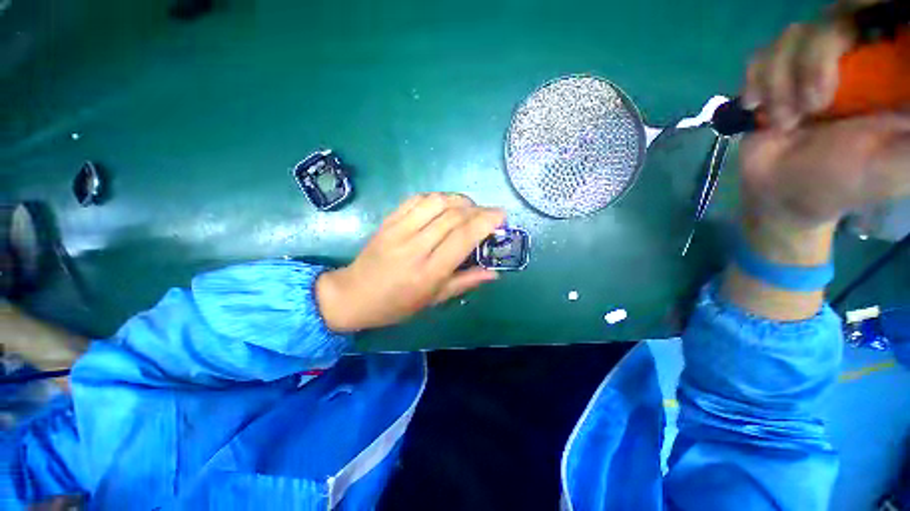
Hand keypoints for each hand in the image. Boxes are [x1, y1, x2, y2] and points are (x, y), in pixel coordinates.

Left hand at [315, 193, 504, 331]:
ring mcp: (399, 230)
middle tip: (488, 214)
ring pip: (436, 201)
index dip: (486, 221)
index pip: (463, 237)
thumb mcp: (434, 299)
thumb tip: (494, 273)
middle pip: (453, 216)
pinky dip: (437, 197)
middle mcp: (416, 246)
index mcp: (429, 271)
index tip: (501, 215)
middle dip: (478, 209)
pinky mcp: (389, 220)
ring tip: (468, 208)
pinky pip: (417, 199)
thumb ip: (465, 282)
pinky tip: (445, 204)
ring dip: (459, 199)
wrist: (354, 294)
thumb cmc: (397, 304)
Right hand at [724, 2, 909, 319]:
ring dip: (785, 73)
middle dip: (819, 54)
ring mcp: (813, 67)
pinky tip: (765, 106)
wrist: (782, 199)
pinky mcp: (776, 79)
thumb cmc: (838, 189)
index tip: (853, 61)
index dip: (873, 18)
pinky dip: (762, 76)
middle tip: (810, 103)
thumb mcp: (896, 163)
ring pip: (796, 33)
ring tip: (785, 112)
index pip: (882, 21)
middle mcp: (855, 59)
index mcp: (888, 73)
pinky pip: (765, 53)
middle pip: (838, 15)